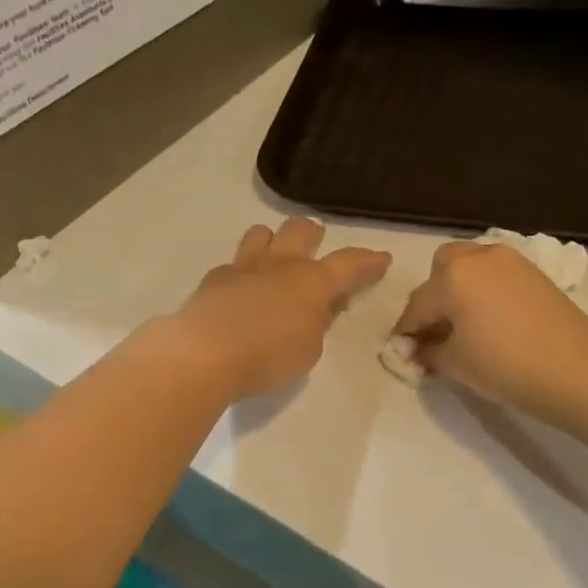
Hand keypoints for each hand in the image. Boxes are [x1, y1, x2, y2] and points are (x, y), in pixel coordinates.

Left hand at [174, 218, 390, 401]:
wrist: (204, 353)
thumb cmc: (268, 357)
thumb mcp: (308, 350)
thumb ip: (316, 325)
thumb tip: (316, 311)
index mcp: (312, 281)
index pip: (349, 263)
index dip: (369, 261)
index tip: (382, 258)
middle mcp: (280, 264)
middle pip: (301, 230)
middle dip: (314, 234)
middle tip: (317, 246)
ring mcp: (244, 267)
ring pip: (262, 233)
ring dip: (273, 240)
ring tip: (275, 259)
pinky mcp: (214, 279)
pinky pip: (233, 263)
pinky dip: (242, 272)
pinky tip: (240, 291)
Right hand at [393, 241, 587, 422]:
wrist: (577, 370)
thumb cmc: (505, 366)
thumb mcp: (455, 363)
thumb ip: (429, 352)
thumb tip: (418, 350)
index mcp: (451, 276)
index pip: (417, 306)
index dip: (407, 332)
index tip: (404, 353)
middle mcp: (478, 257)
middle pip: (442, 269)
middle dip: (433, 297)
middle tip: (437, 331)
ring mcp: (510, 261)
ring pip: (471, 266)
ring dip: (460, 289)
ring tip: (466, 325)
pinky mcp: (534, 272)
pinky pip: (496, 275)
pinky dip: (485, 290)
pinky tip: (492, 320)